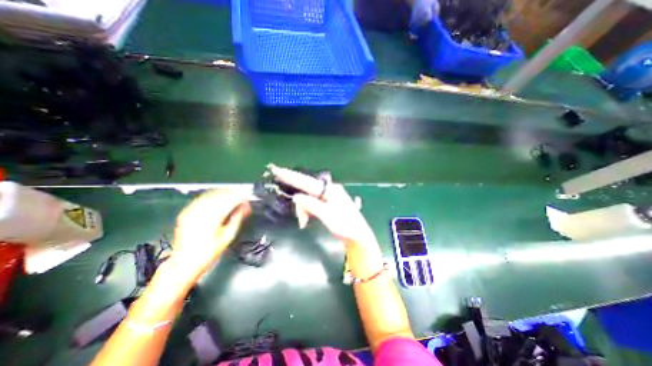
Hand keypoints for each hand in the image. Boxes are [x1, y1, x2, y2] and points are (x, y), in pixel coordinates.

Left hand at [167, 188, 249, 280]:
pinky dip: (213, 196)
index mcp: (211, 219)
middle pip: (220, 195)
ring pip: (211, 194)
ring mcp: (191, 211)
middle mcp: (200, 212)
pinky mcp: (186, 212)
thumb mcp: (228, 236)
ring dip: (223, 193)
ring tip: (233, 196)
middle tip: (242, 197)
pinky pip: (202, 198)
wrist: (184, 263)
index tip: (247, 198)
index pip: (229, 201)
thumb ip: (237, 218)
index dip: (240, 197)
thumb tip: (245, 206)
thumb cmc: (209, 252)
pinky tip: (219, 199)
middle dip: (233, 194)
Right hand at [267, 163, 376, 246]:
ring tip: (303, 222)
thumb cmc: (345, 225)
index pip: (306, 181)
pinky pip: (313, 203)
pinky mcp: (328, 203)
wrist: (358, 235)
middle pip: (306, 188)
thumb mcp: (327, 215)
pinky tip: (306, 219)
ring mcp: (329, 196)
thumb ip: (311, 205)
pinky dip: (307, 210)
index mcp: (329, 189)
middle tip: (287, 204)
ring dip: (303, 208)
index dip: (291, 176)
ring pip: (309, 197)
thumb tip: (296, 196)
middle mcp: (329, 189)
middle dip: (298, 199)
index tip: (278, 170)